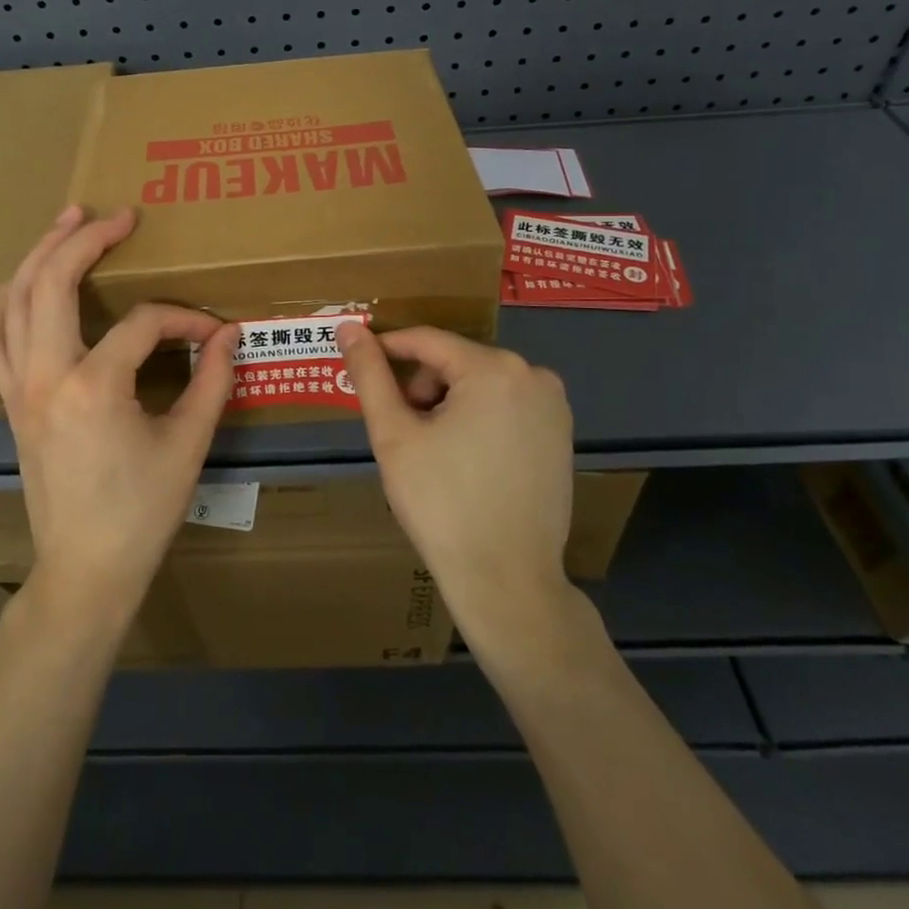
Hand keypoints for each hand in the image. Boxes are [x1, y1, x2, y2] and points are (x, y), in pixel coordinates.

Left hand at [0, 205, 238, 629]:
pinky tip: (29, 281)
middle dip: (84, 240)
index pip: (142, 324)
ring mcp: (19, 387)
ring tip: (66, 223)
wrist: (84, 569)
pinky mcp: (10, 400)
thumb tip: (230, 335)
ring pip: (13, 300)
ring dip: (38, 255)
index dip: (183, 320)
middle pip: (52, 283)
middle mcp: (45, 375)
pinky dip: (11, 296)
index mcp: (93, 386)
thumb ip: (213, 382)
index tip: (213, 335)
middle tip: (116, 215)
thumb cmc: (141, 513)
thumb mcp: (187, 445)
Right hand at [338, 324, 580, 667]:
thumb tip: (348, 327)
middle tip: (405, 435)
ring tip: (434, 453)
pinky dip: (478, 419)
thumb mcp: (394, 435)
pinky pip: (505, 405)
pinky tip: (467, 462)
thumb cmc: (442, 503)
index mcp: (493, 369)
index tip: (359, 370)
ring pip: (479, 383)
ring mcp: (553, 405)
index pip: (426, 341)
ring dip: (448, 404)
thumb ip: (369, 374)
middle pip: (454, 362)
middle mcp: (533, 375)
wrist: (506, 581)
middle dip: (421, 389)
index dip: (386, 351)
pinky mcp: (561, 434)